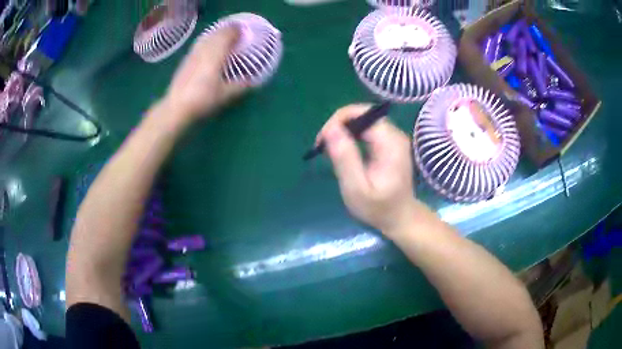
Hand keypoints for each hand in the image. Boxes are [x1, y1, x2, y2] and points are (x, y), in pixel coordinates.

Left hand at [162, 26, 247, 122]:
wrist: (176, 107)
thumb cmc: (202, 99)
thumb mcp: (224, 95)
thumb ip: (239, 86)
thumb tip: (251, 81)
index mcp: (216, 55)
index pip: (228, 35)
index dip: (237, 30)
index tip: (246, 30)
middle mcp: (204, 50)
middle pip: (217, 33)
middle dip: (228, 30)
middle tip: (237, 32)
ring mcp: (194, 54)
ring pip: (207, 37)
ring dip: (217, 34)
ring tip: (224, 37)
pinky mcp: (186, 60)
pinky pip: (200, 43)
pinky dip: (208, 40)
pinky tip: (209, 46)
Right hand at [319, 104, 420, 237]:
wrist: (400, 218)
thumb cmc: (378, 208)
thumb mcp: (356, 189)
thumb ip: (345, 158)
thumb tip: (331, 129)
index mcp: (390, 143)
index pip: (362, 114)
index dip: (338, 121)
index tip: (322, 141)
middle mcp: (395, 134)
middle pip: (362, 114)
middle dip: (339, 124)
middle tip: (323, 146)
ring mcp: (394, 137)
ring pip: (363, 119)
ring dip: (343, 129)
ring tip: (330, 149)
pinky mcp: (390, 142)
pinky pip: (367, 128)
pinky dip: (351, 135)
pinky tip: (343, 150)